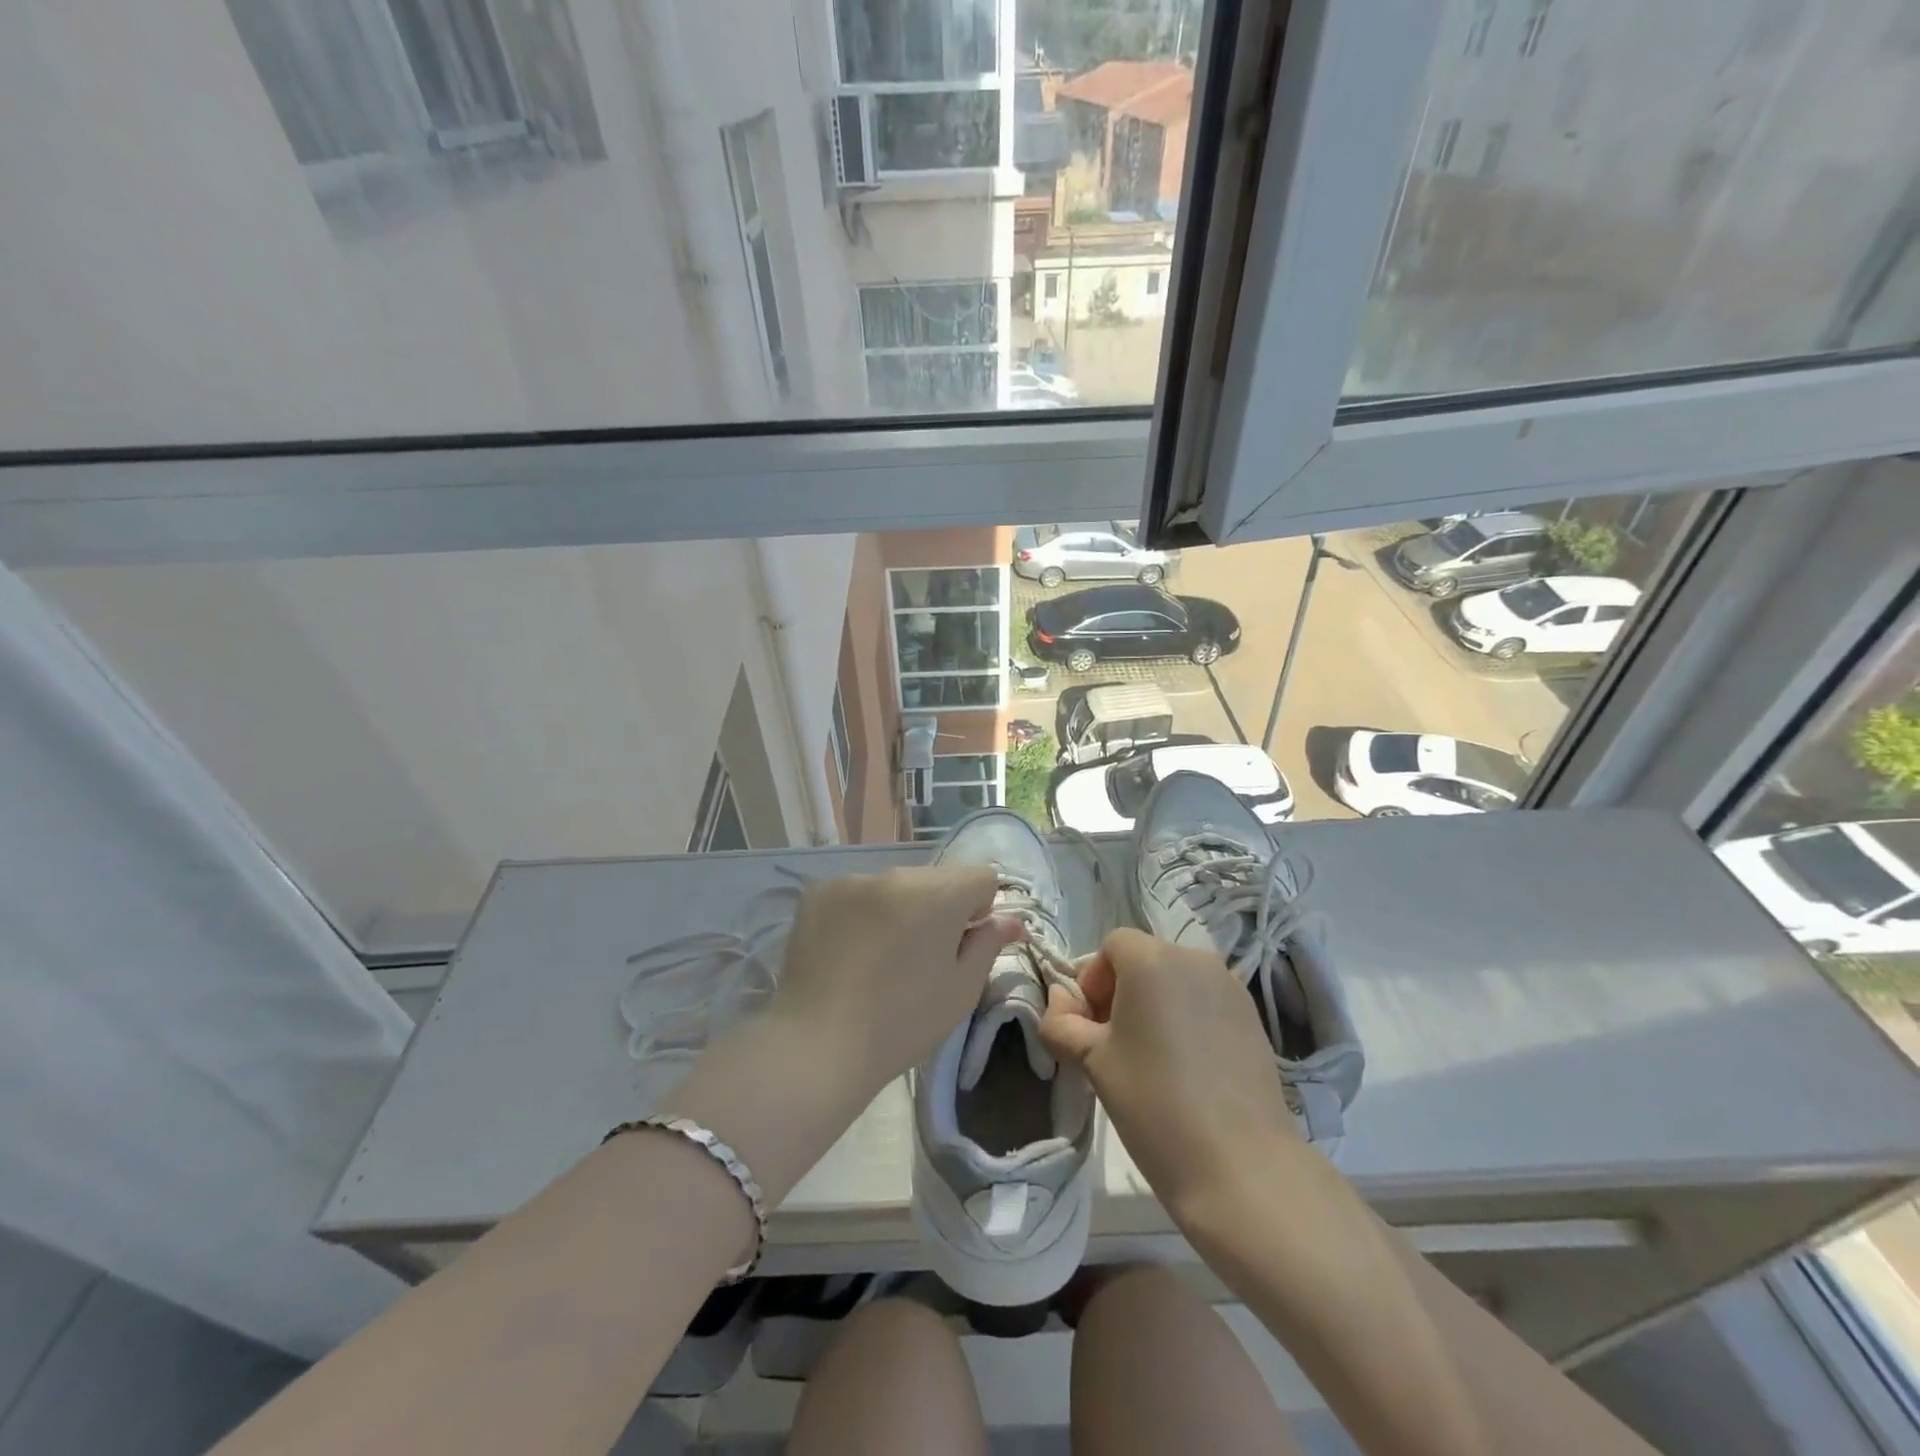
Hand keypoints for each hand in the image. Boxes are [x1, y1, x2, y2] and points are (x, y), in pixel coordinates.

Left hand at [772, 866, 1022, 1099]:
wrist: (818, 1044)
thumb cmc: (903, 1023)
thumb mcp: (961, 989)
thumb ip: (988, 944)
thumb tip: (1011, 921)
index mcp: (938, 893)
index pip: (981, 877)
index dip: (980, 909)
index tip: (961, 944)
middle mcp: (896, 874)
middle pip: (936, 878)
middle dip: (940, 907)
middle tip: (923, 956)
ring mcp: (852, 880)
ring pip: (895, 885)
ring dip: (900, 908)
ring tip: (881, 957)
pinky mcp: (818, 893)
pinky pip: (857, 893)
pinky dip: (862, 913)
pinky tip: (850, 952)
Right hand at [1039, 928, 1299, 1222]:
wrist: (1240, 1166)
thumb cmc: (1153, 1102)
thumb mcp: (1092, 1061)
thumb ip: (1062, 1022)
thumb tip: (1059, 1000)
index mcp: (1152, 959)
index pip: (1112, 946)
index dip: (1093, 981)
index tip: (1091, 1027)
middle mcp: (1195, 959)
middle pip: (1146, 960)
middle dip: (1123, 993)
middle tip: (1114, 1045)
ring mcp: (1231, 987)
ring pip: (1178, 982)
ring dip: (1156, 1006)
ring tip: (1152, 1060)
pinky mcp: (1253, 1018)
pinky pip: (1206, 1003)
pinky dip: (1188, 1021)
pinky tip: (1187, 1070)